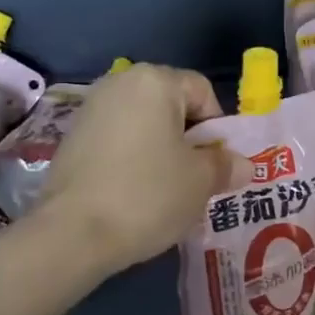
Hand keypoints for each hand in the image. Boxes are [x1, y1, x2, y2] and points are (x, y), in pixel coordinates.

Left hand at [36, 64, 239, 274]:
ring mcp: (90, 109)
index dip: (218, 127)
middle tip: (195, 178)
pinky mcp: (72, 137)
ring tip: (165, 189)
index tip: (217, 164)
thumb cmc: (148, 194)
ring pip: (143, 124)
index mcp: (155, 81)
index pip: (202, 91)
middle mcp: (119, 83)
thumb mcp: (200, 181)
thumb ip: (225, 165)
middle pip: (171, 105)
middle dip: (188, 138)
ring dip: (160, 150)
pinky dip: (132, 159)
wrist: (72, 233)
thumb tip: (243, 164)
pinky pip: (117, 140)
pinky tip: (133, 192)